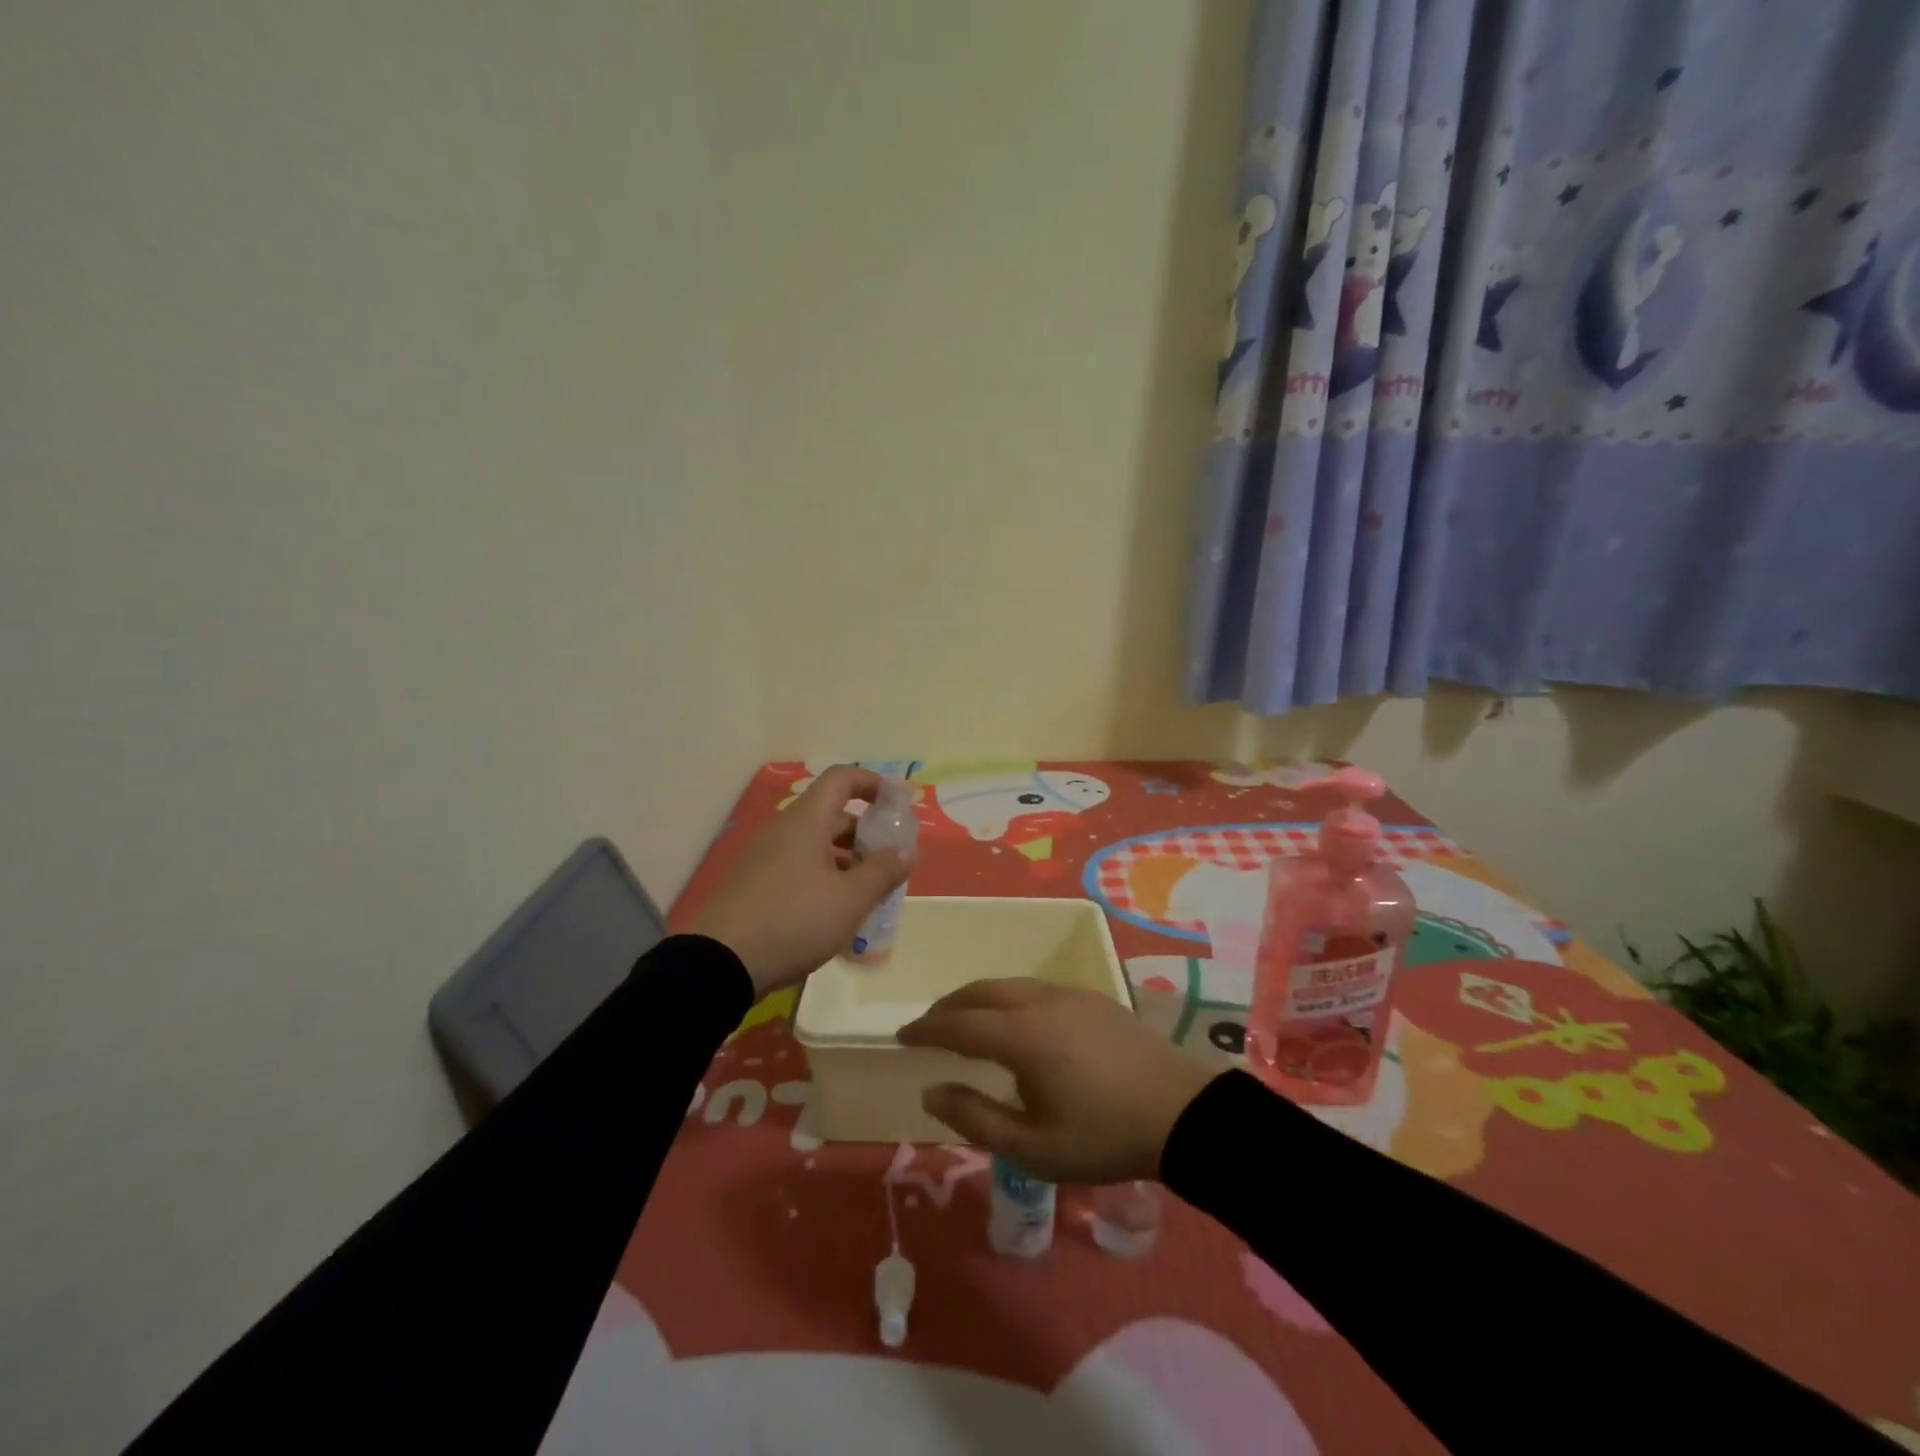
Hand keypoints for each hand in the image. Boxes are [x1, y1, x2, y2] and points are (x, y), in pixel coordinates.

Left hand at [690, 765, 911, 997]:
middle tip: (892, 862)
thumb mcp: (850, 899)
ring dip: (848, 862)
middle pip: (833, 815)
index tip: (899, 804)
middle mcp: (785, 831)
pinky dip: (826, 880)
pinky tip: (838, 915)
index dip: (873, 783)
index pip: (842, 778)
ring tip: (871, 894)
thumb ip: (882, 871)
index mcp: (806, 821)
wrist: (720, 964)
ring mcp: (766, 858)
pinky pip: (800, 869)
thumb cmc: (794, 920)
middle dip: (867, 834)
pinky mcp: (757, 886)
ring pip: (817, 846)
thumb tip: (905, 850)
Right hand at [897, 979, 1219, 1183]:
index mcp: (1022, 1035)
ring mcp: (1070, 994)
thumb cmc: (1104, 1136)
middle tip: (928, 1026)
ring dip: (979, 999)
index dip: (927, 1029)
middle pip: (981, 991)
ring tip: (966, 1022)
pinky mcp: (1093, 998)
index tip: (902, 1035)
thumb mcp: (1033, 1146)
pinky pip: (1035, 988)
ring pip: (1010, 985)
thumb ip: (975, 1117)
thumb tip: (931, 1090)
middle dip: (949, 1006)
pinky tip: (1015, 1022)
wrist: (1182, 1112)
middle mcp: (1040, 1001)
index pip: (959, 1023)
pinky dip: (1008, 998)